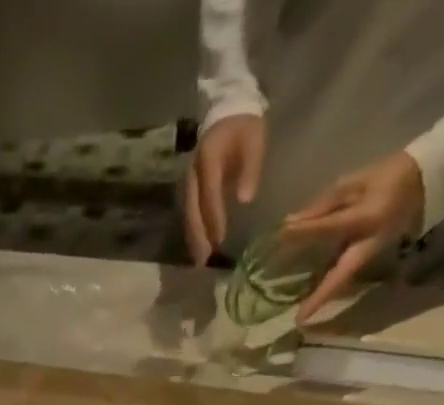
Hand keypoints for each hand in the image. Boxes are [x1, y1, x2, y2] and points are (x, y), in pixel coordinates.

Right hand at [186, 113, 265, 264]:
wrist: (228, 105)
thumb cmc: (244, 122)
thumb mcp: (254, 139)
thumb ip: (251, 168)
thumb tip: (245, 200)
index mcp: (209, 160)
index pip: (210, 195)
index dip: (214, 219)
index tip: (220, 240)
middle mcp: (195, 173)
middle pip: (193, 210)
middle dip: (198, 236)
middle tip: (203, 261)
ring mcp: (191, 180)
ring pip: (189, 214)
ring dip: (194, 237)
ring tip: (199, 259)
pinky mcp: (193, 184)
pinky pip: (191, 211)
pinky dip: (194, 229)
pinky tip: (199, 243)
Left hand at [280, 150, 425, 323]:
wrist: (425, 180)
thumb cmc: (388, 176)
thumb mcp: (356, 181)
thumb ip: (325, 204)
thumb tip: (292, 222)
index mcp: (368, 217)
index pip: (330, 227)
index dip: (305, 231)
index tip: (282, 233)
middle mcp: (370, 243)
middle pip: (341, 275)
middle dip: (321, 297)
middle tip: (299, 320)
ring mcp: (371, 253)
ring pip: (343, 279)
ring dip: (322, 297)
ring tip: (301, 316)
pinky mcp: (369, 257)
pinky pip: (345, 274)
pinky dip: (328, 286)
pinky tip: (309, 296)